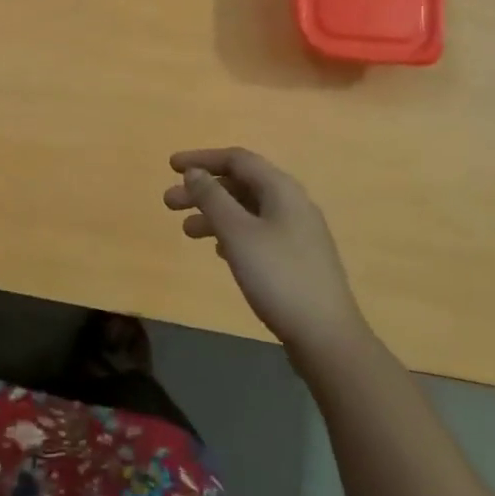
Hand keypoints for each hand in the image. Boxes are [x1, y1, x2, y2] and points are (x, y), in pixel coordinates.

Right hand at [164, 147, 366, 355]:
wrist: (326, 336)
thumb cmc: (278, 277)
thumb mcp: (238, 233)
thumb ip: (213, 198)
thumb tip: (195, 173)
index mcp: (281, 189)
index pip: (237, 159)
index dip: (202, 159)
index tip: (171, 167)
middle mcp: (292, 203)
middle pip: (241, 184)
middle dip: (203, 190)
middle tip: (168, 203)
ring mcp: (297, 232)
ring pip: (248, 210)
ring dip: (214, 214)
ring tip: (186, 231)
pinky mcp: (297, 258)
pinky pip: (258, 232)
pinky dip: (232, 233)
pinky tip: (218, 251)